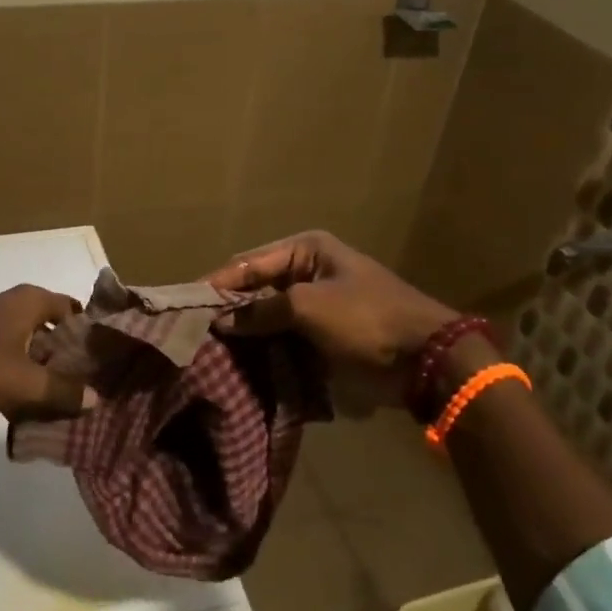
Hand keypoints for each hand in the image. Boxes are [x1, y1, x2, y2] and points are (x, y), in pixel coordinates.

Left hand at [0, 284, 91, 418]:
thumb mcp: (25, 384)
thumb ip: (63, 392)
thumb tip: (96, 398)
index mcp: (32, 301)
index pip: (75, 310)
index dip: (90, 335)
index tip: (104, 363)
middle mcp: (15, 303)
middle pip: (54, 328)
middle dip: (68, 358)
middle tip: (86, 388)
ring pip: (32, 344)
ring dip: (43, 369)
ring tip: (59, 401)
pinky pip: (11, 353)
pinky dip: (21, 373)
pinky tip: (24, 403)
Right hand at [202, 231, 468, 408]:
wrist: (426, 358)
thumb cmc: (366, 319)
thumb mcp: (308, 308)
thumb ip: (260, 312)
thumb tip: (219, 321)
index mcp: (307, 249)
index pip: (250, 262)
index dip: (218, 282)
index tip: (186, 303)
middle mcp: (308, 270)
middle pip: (257, 286)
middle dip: (229, 307)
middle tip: (193, 328)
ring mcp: (317, 303)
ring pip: (268, 314)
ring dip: (245, 330)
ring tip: (209, 348)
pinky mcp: (324, 332)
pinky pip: (285, 335)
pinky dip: (265, 346)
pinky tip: (240, 361)